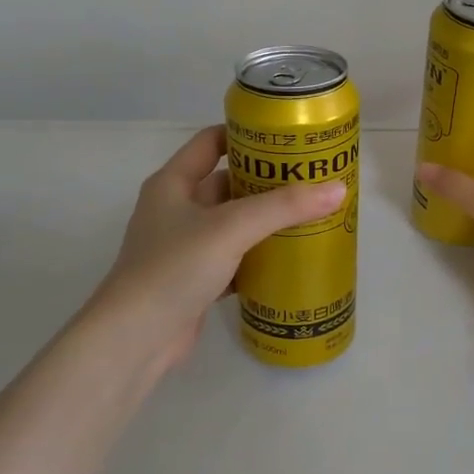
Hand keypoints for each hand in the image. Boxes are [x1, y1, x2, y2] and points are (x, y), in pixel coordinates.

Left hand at [95, 125, 346, 372]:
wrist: (135, 339)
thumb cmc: (174, 268)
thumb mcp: (231, 228)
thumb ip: (283, 207)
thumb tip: (338, 189)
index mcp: (173, 184)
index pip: (211, 142)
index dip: (246, 135)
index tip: (286, 138)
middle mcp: (176, 210)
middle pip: (227, 184)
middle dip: (267, 182)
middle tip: (311, 179)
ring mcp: (185, 247)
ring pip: (233, 225)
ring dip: (266, 222)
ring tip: (311, 216)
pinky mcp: (195, 280)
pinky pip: (234, 260)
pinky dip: (259, 258)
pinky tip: (291, 259)